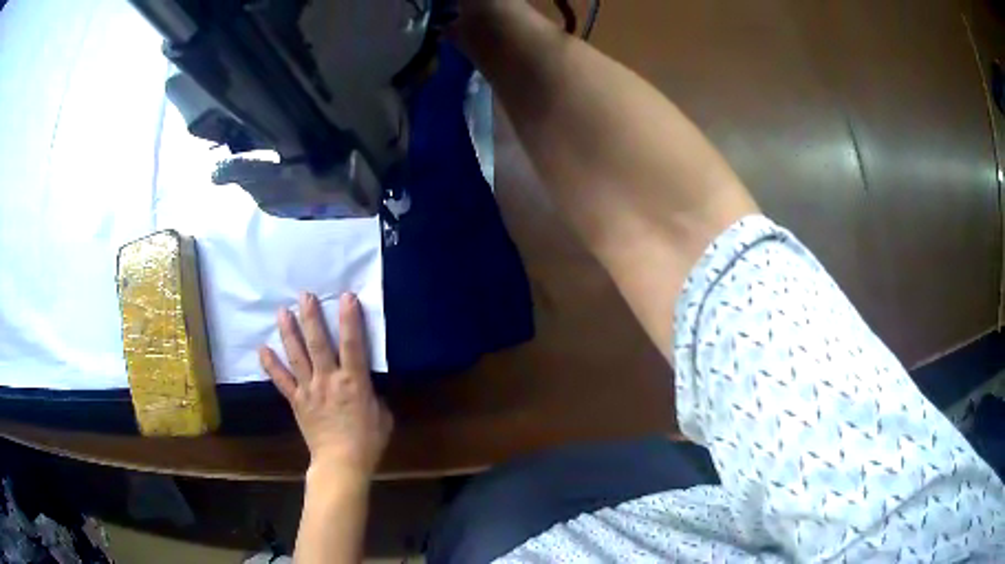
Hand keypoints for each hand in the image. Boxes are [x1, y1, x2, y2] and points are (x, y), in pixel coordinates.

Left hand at [259, 292, 392, 483]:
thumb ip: (374, 395)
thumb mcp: (383, 416)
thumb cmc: (367, 441)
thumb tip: (366, 386)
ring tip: (282, 312)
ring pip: (297, 356)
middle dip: (311, 317)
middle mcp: (328, 379)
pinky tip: (262, 349)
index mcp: (354, 382)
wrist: (341, 463)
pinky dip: (271, 365)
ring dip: (289, 332)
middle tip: (305, 295)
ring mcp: (309, 389)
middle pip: (318, 343)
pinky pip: (282, 380)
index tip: (346, 296)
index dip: (350, 319)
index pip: (352, 344)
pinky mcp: (297, 401)